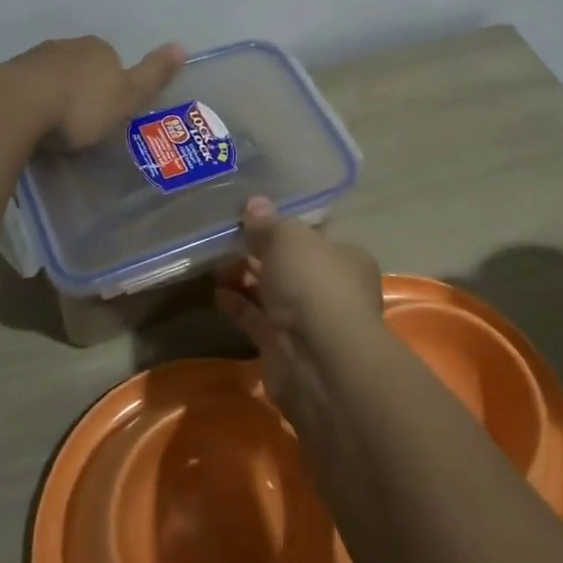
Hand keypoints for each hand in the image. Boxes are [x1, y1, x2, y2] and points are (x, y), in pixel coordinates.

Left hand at [12, 37, 185, 149]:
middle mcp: (66, 46)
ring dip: (54, 93)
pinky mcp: (5, 76)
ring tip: (55, 126)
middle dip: (82, 87)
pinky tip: (29, 123)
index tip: (109, 111)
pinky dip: (30, 102)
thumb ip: (153, 74)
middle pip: (80, 66)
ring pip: (51, 75)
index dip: (113, 85)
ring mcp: (33, 59)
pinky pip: (25, 89)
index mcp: (98, 49)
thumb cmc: (81, 106)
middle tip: (82, 122)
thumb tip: (182, 45)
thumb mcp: (128, 97)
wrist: (16, 106)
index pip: (111, 60)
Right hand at [215, 197, 384, 418]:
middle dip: (261, 254)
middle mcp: (332, 289)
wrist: (319, 360)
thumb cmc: (313, 284)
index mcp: (346, 258)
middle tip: (226, 240)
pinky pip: (258, 319)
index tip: (253, 219)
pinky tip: (217, 293)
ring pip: (273, 293)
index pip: (314, 236)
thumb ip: (268, 223)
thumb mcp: (288, 238)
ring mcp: (308, 321)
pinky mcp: (284, 348)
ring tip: (215, 264)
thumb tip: (254, 203)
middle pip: (291, 265)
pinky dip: (239, 306)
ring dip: (246, 279)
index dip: (285, 226)